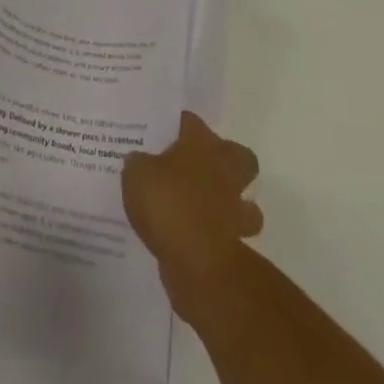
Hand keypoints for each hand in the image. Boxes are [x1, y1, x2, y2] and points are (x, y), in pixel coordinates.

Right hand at [121, 111, 262, 318]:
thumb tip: (140, 161)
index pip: (191, 121)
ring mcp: (235, 209)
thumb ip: (139, 163)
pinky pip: (230, 235)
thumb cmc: (167, 203)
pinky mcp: (236, 245)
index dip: (178, 125)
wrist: (197, 261)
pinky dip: (218, 237)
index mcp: (201, 144)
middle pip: (239, 156)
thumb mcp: (137, 173)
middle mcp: (224, 170)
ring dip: (231, 205)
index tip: (165, 133)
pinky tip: (194, 241)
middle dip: (225, 161)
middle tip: (198, 168)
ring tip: (203, 209)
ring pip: (246, 202)